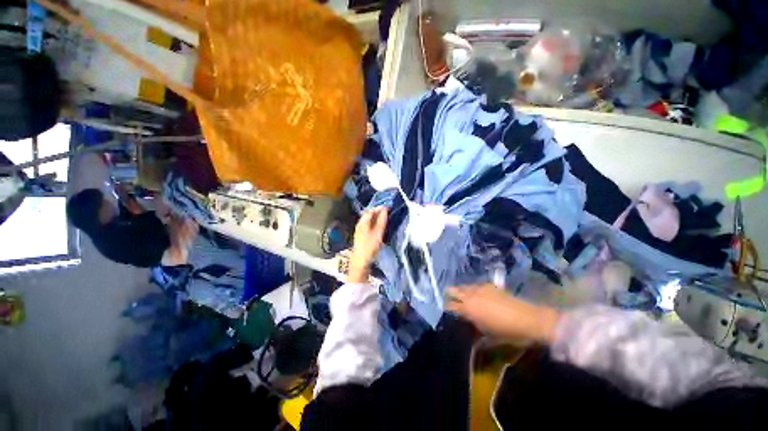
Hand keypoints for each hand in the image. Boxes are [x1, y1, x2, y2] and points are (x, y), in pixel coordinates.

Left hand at [348, 207, 387, 282]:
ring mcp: (359, 230)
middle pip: (369, 215)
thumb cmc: (370, 246)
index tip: (389, 208)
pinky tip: (380, 228)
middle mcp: (360, 224)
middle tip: (388, 213)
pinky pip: (368, 226)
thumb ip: (382, 220)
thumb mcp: (378, 232)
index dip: (380, 208)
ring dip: (377, 219)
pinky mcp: (361, 236)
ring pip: (369, 221)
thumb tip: (385, 209)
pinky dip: (375, 224)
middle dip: (378, 213)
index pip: (371, 210)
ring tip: (386, 220)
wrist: (361, 261)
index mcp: (363, 222)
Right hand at [446, 284, 559, 344]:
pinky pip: (476, 285)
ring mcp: (481, 289)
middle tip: (447, 296)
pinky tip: (475, 292)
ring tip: (459, 293)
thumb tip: (468, 324)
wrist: (529, 319)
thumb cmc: (507, 332)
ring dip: (460, 290)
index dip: (447, 307)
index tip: (443, 308)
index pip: (452, 306)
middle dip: (449, 294)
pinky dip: (472, 288)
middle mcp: (472, 296)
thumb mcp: (488, 335)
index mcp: (469, 309)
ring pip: (465, 286)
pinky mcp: (490, 286)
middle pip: (455, 291)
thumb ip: (474, 327)